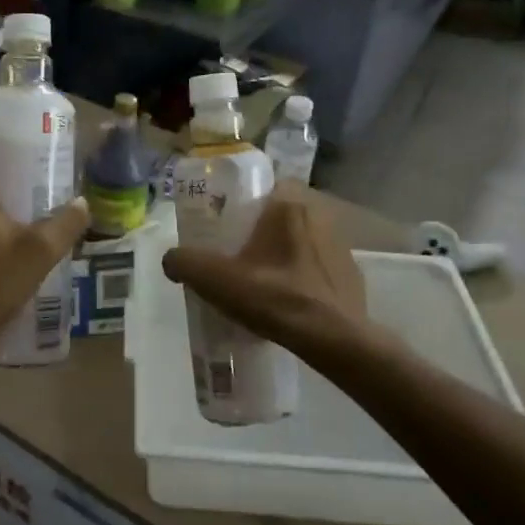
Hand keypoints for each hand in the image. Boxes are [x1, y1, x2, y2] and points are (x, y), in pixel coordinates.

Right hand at [162, 188, 377, 353]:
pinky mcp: (353, 276)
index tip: (231, 223)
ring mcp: (342, 246)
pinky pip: (321, 269)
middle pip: (284, 214)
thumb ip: (184, 262)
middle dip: (264, 231)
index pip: (268, 185)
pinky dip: (306, 279)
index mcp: (289, 205)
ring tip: (264, 282)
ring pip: (304, 241)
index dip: (248, 201)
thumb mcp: (215, 279)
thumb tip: (172, 260)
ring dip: (286, 254)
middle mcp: (320, 216)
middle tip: (241, 255)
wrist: (333, 339)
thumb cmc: (274, 296)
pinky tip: (290, 302)